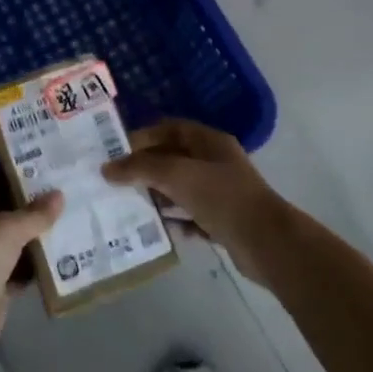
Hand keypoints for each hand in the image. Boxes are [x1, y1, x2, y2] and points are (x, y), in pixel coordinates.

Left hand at [0, 189, 63, 370]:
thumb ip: (33, 215)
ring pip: (19, 247)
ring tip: (78, 223)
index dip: (21, 180)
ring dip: (42, 240)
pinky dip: (41, 270)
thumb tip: (59, 194)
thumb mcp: (5, 232)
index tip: (52, 172)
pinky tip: (68, 261)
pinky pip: (23, 275)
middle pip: (10, 217)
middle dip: (38, 210)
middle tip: (74, 196)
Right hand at [105, 119, 291, 282]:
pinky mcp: (223, 220)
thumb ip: (140, 168)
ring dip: (158, 195)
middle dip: (146, 168)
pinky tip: (157, 228)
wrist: (266, 242)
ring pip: (181, 188)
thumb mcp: (176, 175)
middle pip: (173, 158)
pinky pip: (191, 215)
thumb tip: (106, 168)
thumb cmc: (221, 197)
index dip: (143, 136)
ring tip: (128, 204)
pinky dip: (175, 220)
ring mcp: (221, 192)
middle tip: (116, 180)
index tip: (116, 151)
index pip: (170, 128)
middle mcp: (215, 162)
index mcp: (209, 141)